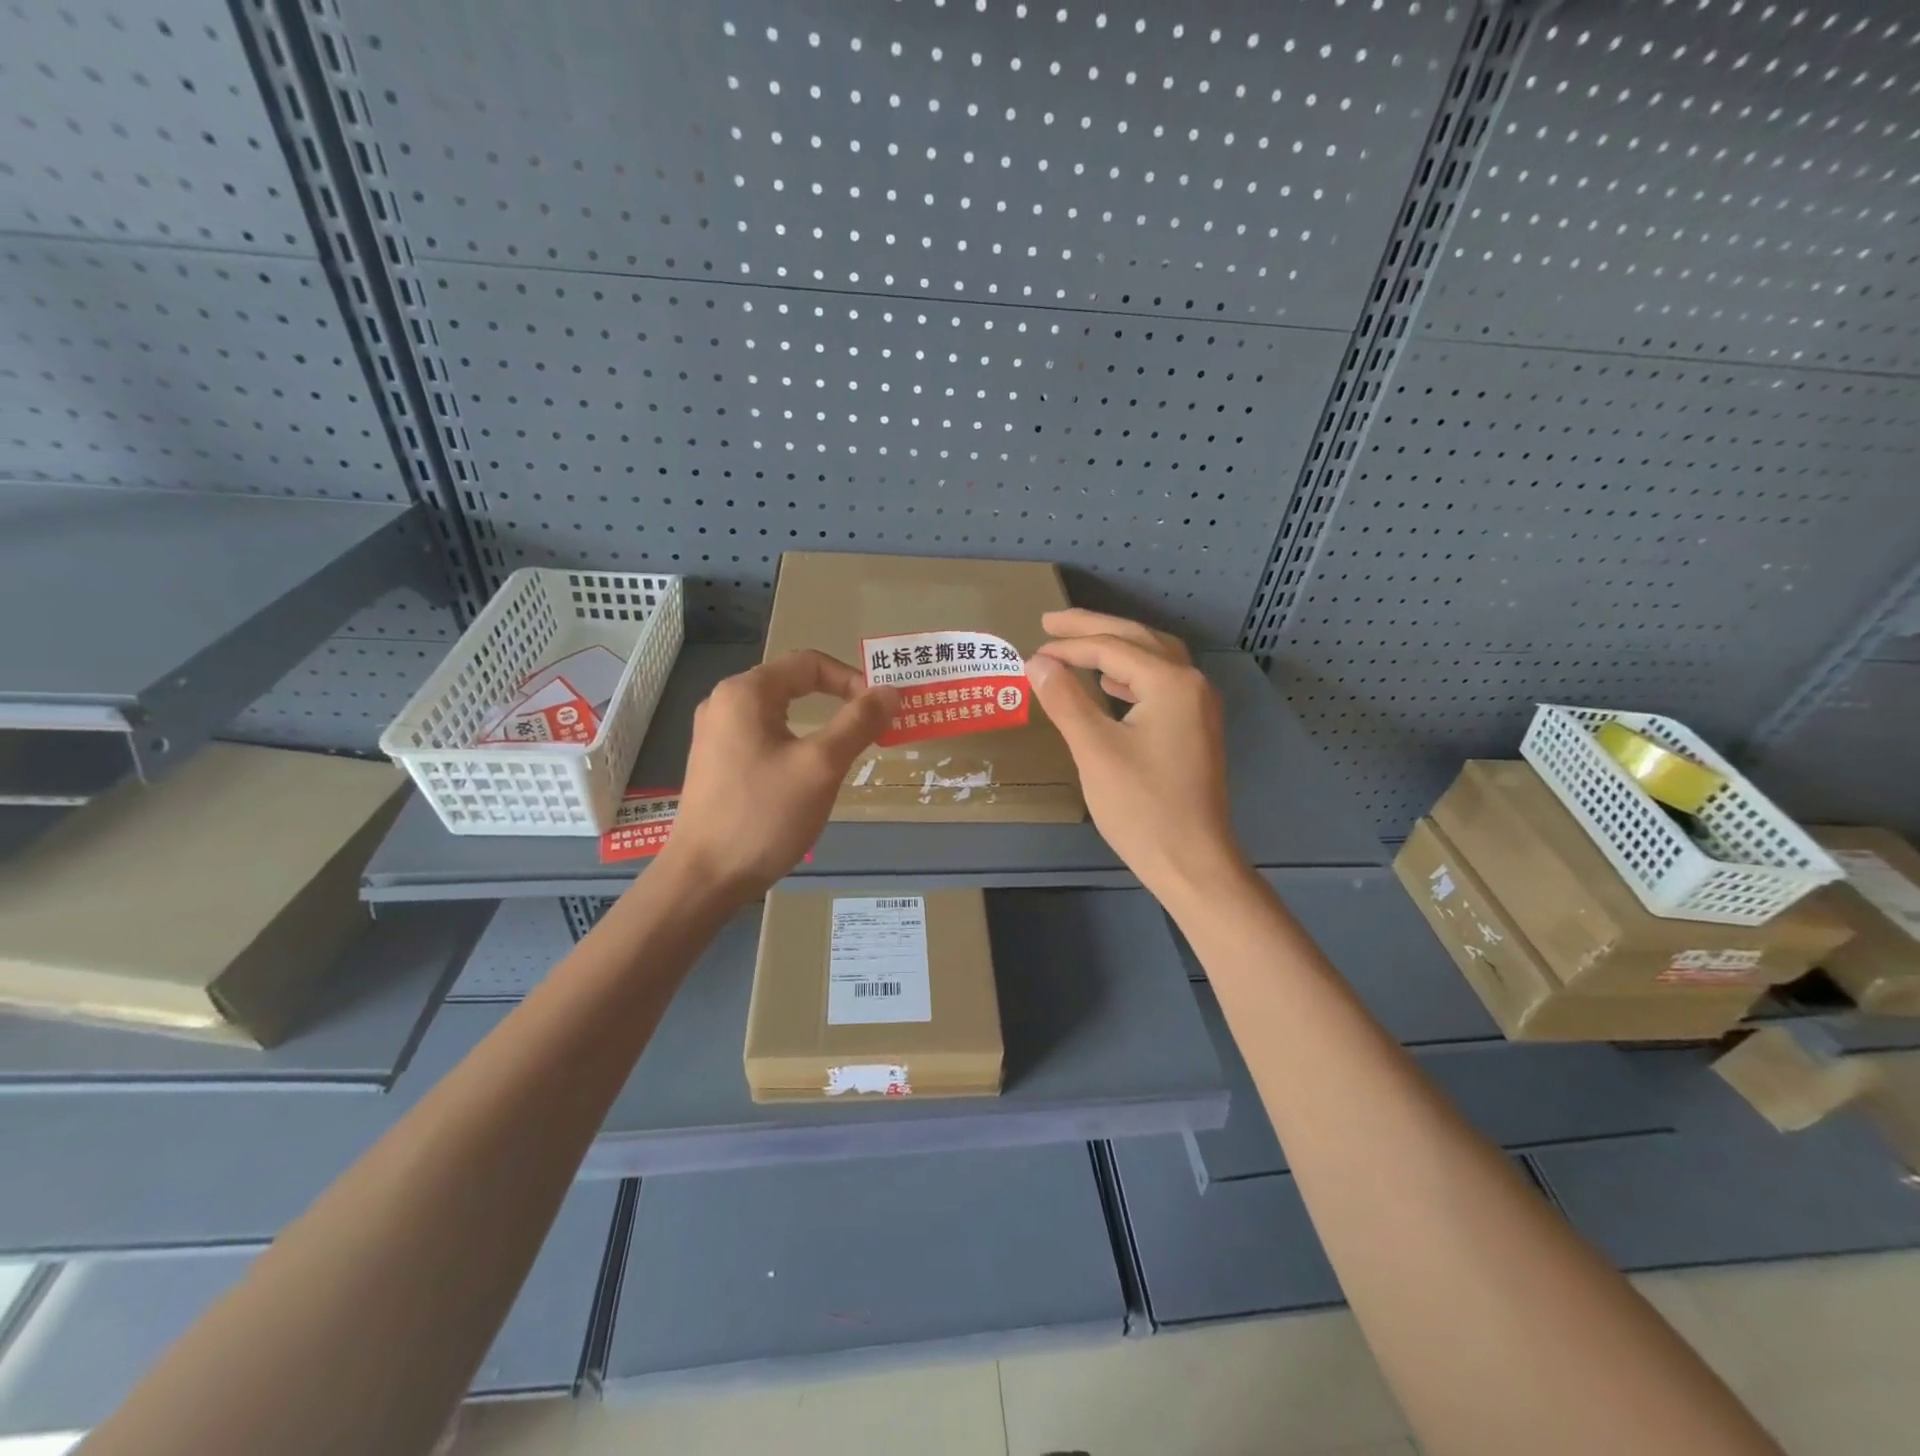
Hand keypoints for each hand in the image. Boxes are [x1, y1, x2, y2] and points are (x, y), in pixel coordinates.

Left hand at [657, 651, 897, 902]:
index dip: (853, 680)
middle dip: (839, 699)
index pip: (810, 663)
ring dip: (820, 723)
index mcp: (746, 692)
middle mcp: (725, 703)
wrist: (704, 878)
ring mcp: (716, 734)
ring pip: (780, 712)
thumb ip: (858, 723)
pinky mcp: (716, 763)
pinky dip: (796, 742)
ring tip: (850, 748)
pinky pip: (765, 736)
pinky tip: (811, 771)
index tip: (882, 711)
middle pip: (793, 683)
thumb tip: (890, 692)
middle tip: (875, 725)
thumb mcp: (821, 766)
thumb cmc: (764, 815)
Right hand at [1027, 609, 1244, 905]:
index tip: (1032, 650)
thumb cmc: (1142, 807)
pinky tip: (1110, 684)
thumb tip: (1037, 662)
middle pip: (1138, 640)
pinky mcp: (1195, 729)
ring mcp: (1199, 707)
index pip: (1113, 648)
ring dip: (1114, 647)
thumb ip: (1065, 700)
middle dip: (1093, 629)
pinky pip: (1160, 683)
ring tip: (1076, 647)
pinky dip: (1130, 674)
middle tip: (1051, 622)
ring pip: (1153, 658)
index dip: (1069, 646)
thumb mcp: (1095, 750)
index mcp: (1172, 682)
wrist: (1193, 861)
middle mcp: (1192, 684)